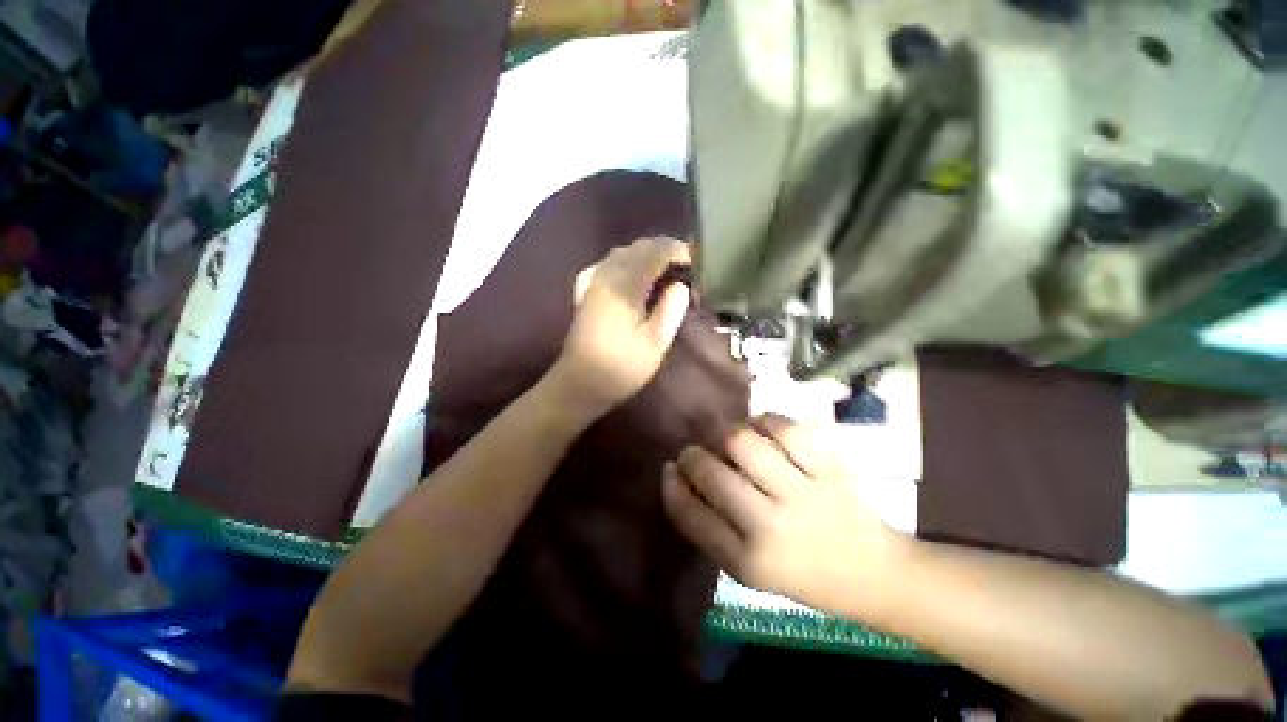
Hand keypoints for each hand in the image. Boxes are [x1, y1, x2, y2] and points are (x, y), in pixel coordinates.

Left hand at [548, 237, 691, 419]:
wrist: (580, 383)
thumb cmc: (622, 367)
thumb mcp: (655, 344)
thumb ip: (671, 310)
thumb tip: (681, 285)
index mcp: (625, 285)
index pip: (656, 252)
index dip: (679, 251)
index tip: (696, 263)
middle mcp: (607, 274)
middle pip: (638, 247)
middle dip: (664, 250)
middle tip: (684, 268)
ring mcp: (592, 281)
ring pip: (622, 253)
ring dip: (645, 255)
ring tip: (664, 271)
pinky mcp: (584, 292)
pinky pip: (606, 265)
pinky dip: (624, 263)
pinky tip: (631, 276)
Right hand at [663, 415, 904, 618]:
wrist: (872, 574)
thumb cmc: (801, 574)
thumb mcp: (746, 569)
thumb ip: (709, 527)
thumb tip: (677, 475)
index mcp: (747, 562)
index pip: (688, 513)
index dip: (671, 484)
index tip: (669, 468)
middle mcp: (771, 527)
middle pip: (712, 473)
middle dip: (693, 456)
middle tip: (696, 453)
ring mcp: (803, 494)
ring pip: (743, 443)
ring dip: (726, 436)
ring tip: (730, 442)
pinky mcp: (828, 469)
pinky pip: (784, 428)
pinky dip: (765, 422)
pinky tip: (763, 431)